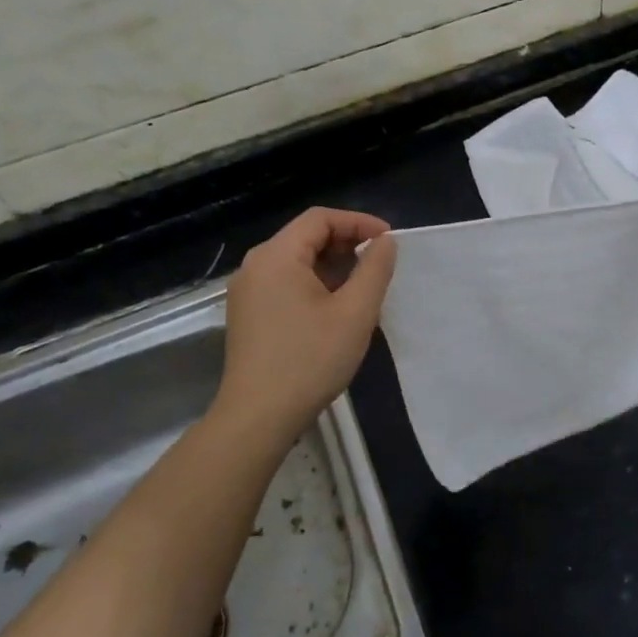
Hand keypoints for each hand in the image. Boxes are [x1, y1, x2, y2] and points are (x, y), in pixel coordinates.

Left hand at [213, 208, 397, 439]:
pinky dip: (316, 283)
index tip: (389, 241)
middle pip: (306, 236)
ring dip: (333, 265)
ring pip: (297, 261)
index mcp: (276, 256)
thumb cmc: (310, 359)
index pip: (320, 218)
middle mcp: (255, 266)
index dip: (358, 222)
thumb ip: (374, 269)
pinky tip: (337, 307)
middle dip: (347, 243)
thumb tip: (384, 242)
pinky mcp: (249, 314)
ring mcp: (248, 292)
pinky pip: (286, 283)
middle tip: (380, 263)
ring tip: (364, 286)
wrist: (258, 417)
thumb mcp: (355, 312)